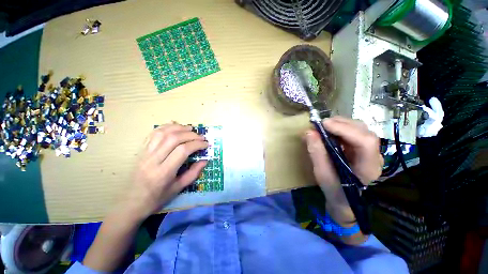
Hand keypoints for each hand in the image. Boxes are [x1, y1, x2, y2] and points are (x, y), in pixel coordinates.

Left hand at [124, 123, 208, 220]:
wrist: (130, 203)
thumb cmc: (156, 198)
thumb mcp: (178, 189)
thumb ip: (193, 173)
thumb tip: (205, 160)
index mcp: (163, 172)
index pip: (183, 150)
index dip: (197, 144)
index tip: (206, 144)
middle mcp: (153, 160)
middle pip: (173, 138)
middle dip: (191, 135)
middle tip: (201, 137)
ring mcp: (145, 153)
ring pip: (162, 133)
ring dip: (179, 128)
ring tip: (190, 129)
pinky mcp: (141, 150)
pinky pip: (153, 133)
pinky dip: (165, 127)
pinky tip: (174, 126)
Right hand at [304, 116, 382, 223]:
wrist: (345, 200)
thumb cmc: (334, 190)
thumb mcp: (322, 174)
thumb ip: (317, 153)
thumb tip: (309, 132)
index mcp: (368, 167)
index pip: (365, 142)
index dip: (345, 129)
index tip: (324, 124)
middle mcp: (374, 156)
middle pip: (363, 131)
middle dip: (341, 123)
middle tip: (321, 124)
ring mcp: (370, 151)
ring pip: (360, 129)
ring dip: (340, 124)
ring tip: (323, 126)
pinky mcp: (363, 148)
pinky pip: (354, 132)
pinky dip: (340, 128)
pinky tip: (329, 130)